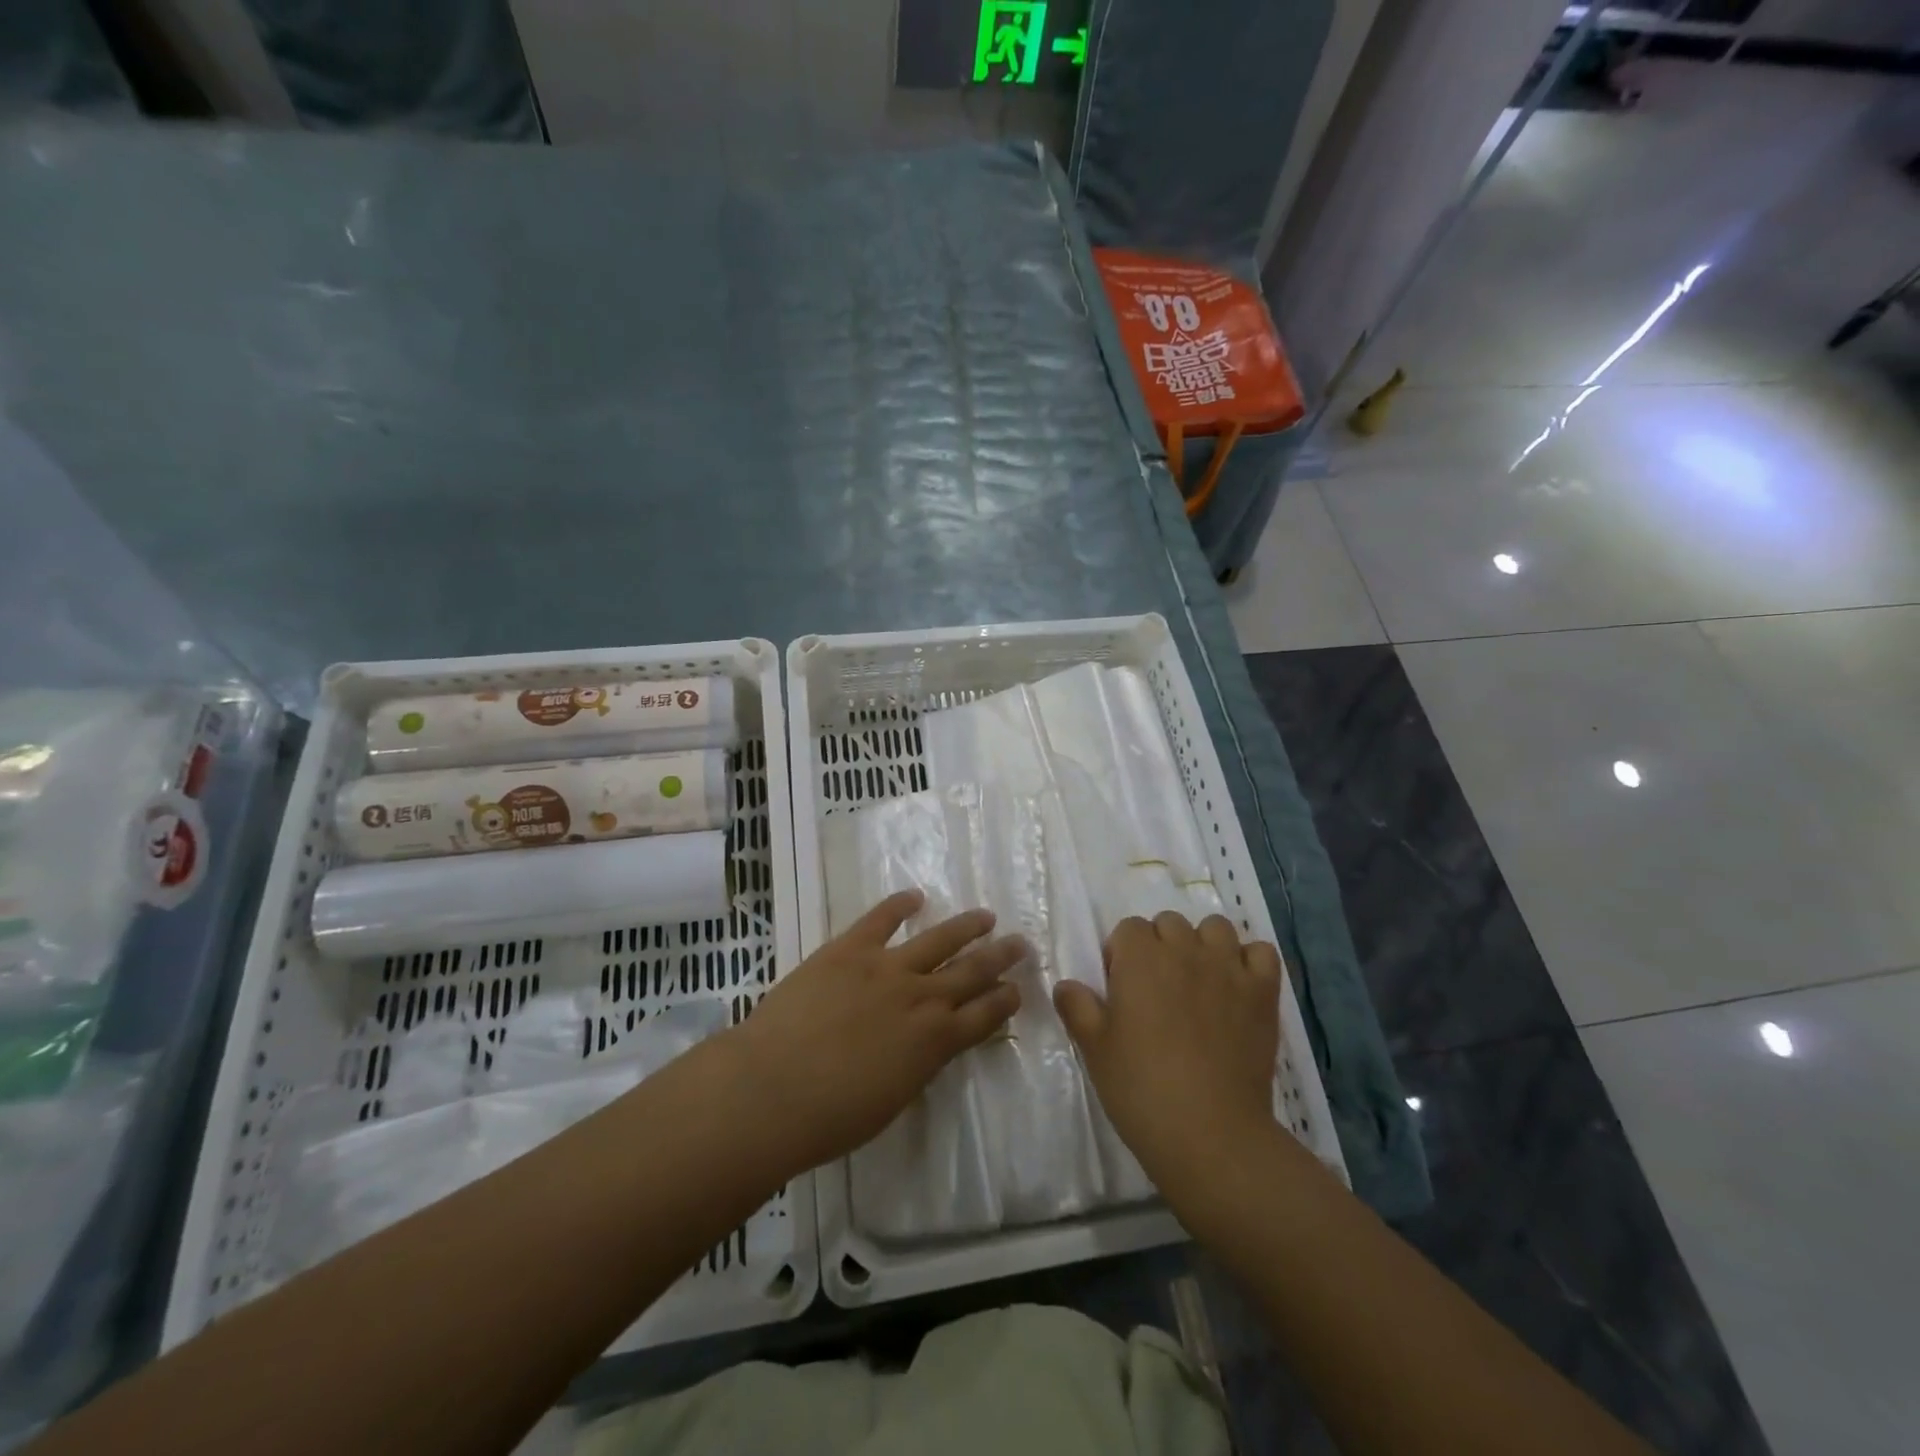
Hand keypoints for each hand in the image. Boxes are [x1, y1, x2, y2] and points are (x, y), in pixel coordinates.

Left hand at [727, 890, 1024, 1180]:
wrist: (773, 1090)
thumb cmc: (831, 1118)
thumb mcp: (893, 1101)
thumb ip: (918, 1066)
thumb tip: (927, 1046)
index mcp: (935, 1042)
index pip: (985, 1015)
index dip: (1005, 1000)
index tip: (1018, 989)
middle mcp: (922, 998)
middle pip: (973, 971)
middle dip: (1001, 957)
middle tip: (1021, 943)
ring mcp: (886, 967)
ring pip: (939, 939)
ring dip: (967, 926)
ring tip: (986, 916)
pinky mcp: (850, 948)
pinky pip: (881, 919)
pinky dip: (900, 904)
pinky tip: (915, 896)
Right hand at [1054, 913, 1281, 1207]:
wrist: (1210, 1133)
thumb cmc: (1141, 1088)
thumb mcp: (1094, 1048)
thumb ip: (1077, 1007)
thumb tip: (1066, 985)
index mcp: (1140, 958)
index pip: (1128, 928)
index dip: (1122, 955)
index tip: (1122, 990)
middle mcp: (1184, 950)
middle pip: (1169, 923)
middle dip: (1160, 946)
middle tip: (1157, 990)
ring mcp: (1228, 968)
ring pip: (1215, 928)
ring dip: (1204, 945)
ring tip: (1199, 982)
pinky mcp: (1263, 992)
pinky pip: (1262, 952)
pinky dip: (1250, 962)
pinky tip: (1239, 987)